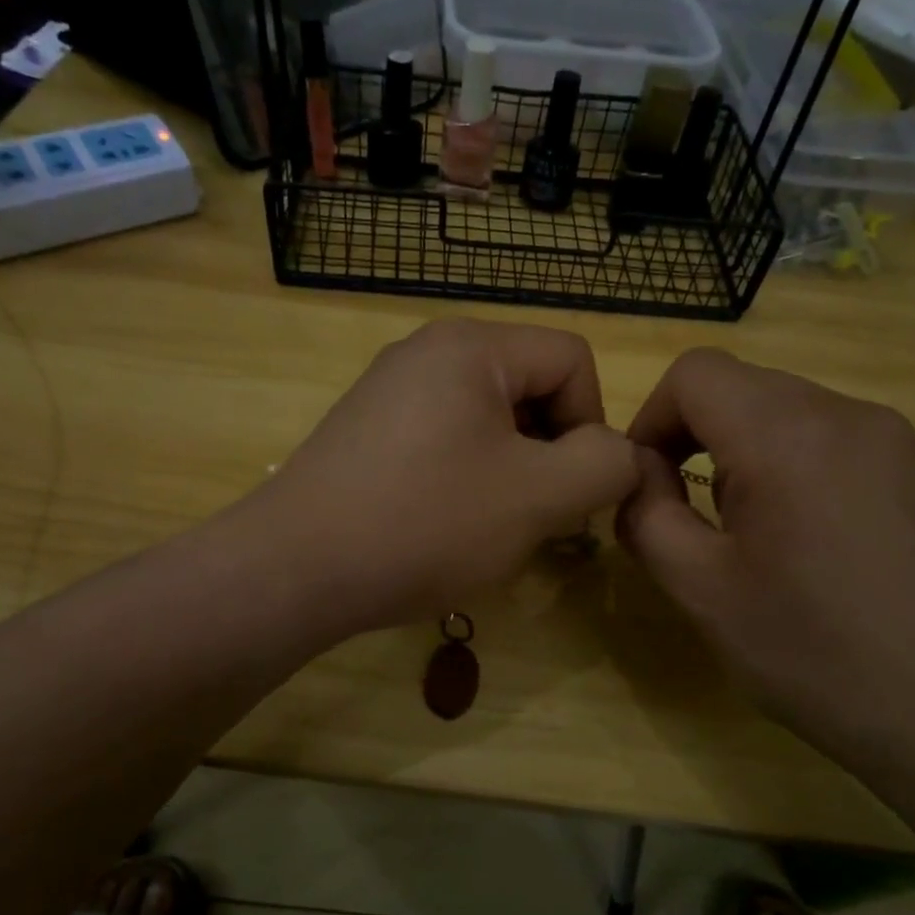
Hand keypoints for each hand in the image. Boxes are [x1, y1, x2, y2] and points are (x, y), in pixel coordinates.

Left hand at [250, 319, 638, 633]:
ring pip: (488, 419)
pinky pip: (444, 439)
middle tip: (534, 515)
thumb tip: (620, 455)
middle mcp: (427, 351)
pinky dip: (466, 477)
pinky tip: (446, 524)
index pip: (572, 359)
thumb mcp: (537, 498)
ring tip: (491, 526)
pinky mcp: (367, 431)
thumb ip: (603, 466)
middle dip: (549, 451)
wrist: (295, 568)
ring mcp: (389, 390)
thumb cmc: (424, 523)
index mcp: (471, 345)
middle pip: (529, 386)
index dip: (591, 424)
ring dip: (510, 471)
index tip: (568, 490)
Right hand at [616, 349, 914, 777]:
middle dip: (692, 436)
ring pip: (784, 408)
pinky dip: (790, 462)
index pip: (695, 373)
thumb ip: (646, 517)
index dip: (651, 419)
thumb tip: (638, 475)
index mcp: (788, 437)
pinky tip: (804, 536)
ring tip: (747, 531)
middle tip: (688, 514)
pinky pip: (829, 435)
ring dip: (740, 451)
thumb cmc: (817, 655)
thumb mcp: (702, 592)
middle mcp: (847, 414)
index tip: (647, 483)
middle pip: (739, 385)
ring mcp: (894, 437)